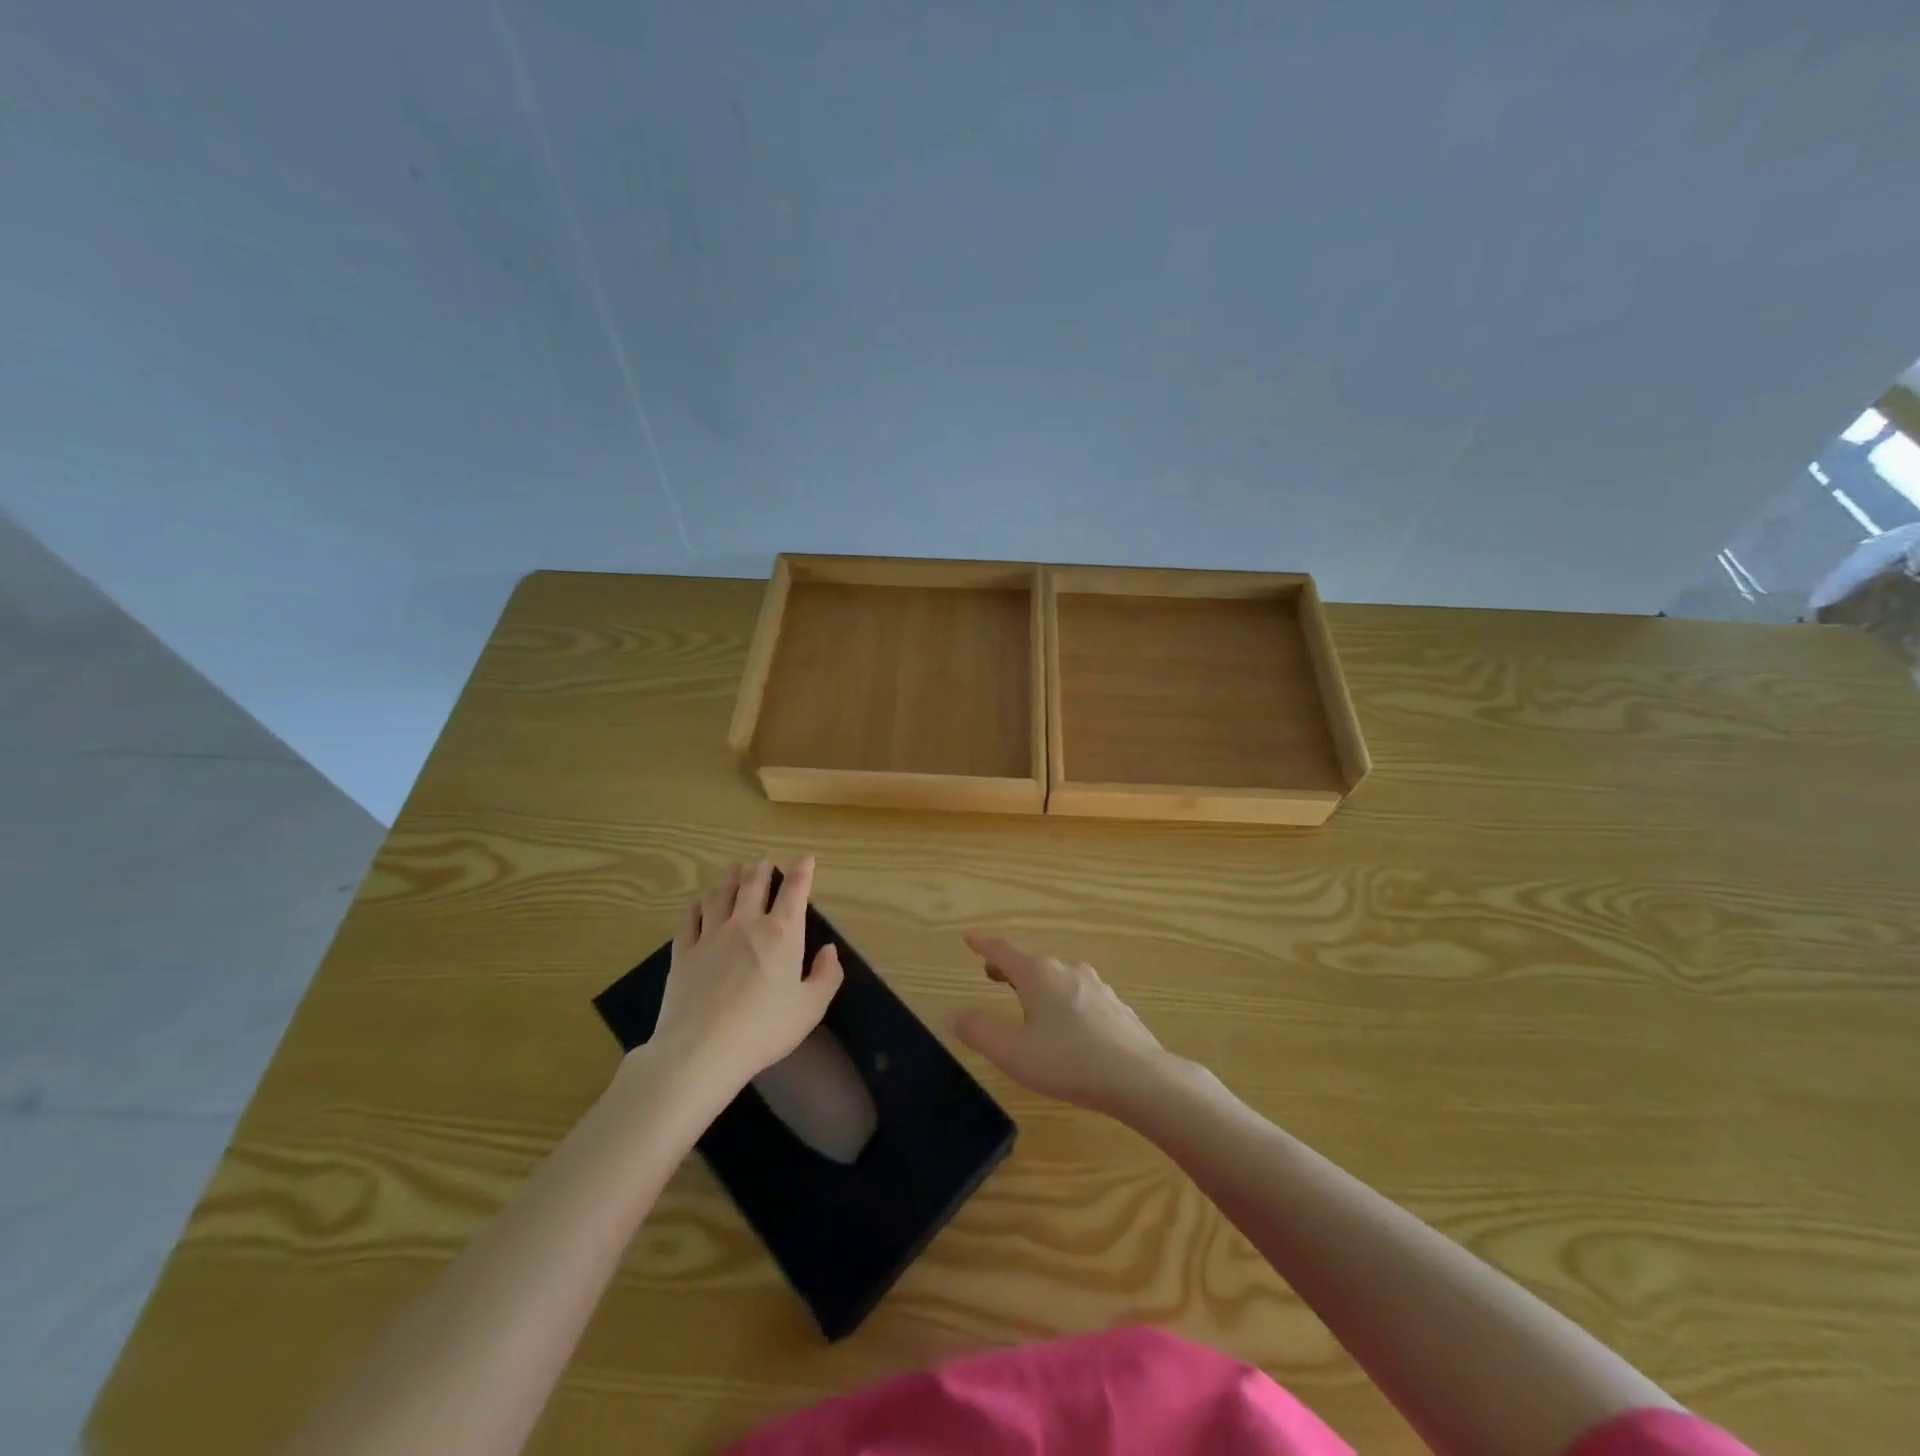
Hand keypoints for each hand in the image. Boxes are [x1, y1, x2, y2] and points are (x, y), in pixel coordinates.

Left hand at [652, 856, 843, 1095]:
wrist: (701, 1050)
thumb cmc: (764, 1029)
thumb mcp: (810, 1008)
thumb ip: (826, 976)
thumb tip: (829, 950)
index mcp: (781, 933)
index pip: (795, 890)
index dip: (802, 871)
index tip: (806, 859)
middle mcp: (746, 924)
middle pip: (754, 885)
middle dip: (762, 869)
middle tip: (764, 860)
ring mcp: (711, 936)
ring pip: (720, 895)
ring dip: (729, 878)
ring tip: (733, 867)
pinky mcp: (684, 953)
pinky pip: (690, 919)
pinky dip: (697, 906)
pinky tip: (698, 903)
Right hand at [949, 933, 1173, 1117]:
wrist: (1139, 1078)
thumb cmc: (1069, 1063)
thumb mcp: (1013, 1053)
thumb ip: (980, 1031)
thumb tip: (954, 1014)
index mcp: (1039, 975)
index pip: (1003, 951)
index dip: (983, 944)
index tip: (968, 937)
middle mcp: (1067, 971)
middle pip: (1031, 962)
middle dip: (1010, 967)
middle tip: (992, 974)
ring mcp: (1096, 987)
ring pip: (1058, 978)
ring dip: (1038, 984)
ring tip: (1029, 1000)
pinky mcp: (1115, 1007)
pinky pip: (1080, 995)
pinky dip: (1063, 1000)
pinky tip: (1068, 1024)